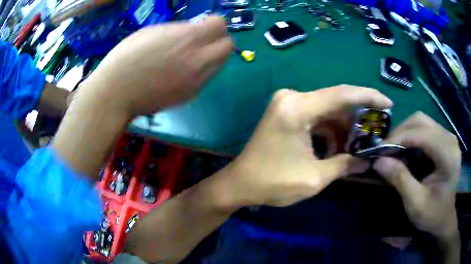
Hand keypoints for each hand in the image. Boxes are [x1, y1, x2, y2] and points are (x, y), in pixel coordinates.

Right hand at [80, 16, 231, 116]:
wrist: (116, 93)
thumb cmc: (126, 57)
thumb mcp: (153, 32)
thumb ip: (179, 30)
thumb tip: (194, 32)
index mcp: (187, 38)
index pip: (220, 25)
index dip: (213, 23)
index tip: (204, 24)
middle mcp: (198, 59)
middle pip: (227, 46)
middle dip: (218, 39)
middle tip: (202, 40)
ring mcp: (197, 80)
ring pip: (220, 63)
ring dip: (212, 56)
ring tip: (191, 56)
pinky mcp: (191, 95)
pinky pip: (207, 78)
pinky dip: (202, 71)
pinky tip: (183, 71)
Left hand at [225, 85, 392, 206]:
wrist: (240, 184)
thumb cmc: (273, 183)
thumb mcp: (314, 178)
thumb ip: (345, 165)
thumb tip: (368, 161)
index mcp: (298, 108)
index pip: (343, 94)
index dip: (369, 97)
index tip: (388, 104)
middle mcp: (292, 97)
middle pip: (336, 101)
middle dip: (358, 118)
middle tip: (375, 133)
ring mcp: (288, 103)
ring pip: (328, 110)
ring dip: (344, 128)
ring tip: (357, 147)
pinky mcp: (286, 111)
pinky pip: (316, 116)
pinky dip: (330, 130)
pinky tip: (338, 147)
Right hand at [373, 112, 459, 239]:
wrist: (444, 218)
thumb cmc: (432, 215)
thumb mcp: (415, 204)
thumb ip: (400, 180)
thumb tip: (378, 161)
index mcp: (448, 155)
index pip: (422, 134)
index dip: (399, 138)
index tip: (378, 150)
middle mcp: (449, 139)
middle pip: (421, 121)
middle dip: (400, 132)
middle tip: (384, 149)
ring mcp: (447, 137)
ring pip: (421, 121)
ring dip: (404, 133)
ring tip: (393, 150)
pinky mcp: (443, 140)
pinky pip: (424, 129)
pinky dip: (410, 136)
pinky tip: (405, 150)